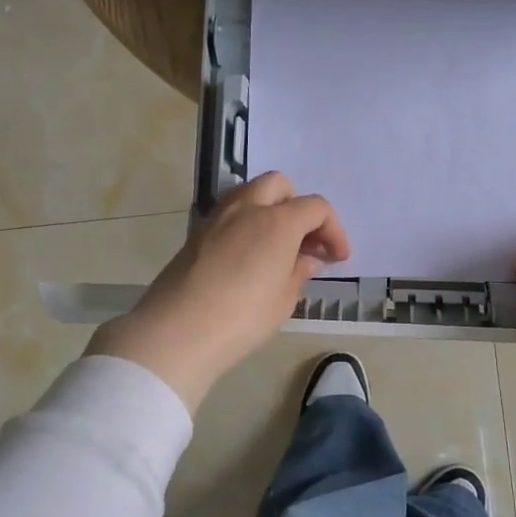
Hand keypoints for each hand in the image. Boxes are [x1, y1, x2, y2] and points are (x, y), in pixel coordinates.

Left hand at [88, 172, 349, 411]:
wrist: (178, 331)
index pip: (315, 207)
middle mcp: (247, 208)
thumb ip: (299, 271)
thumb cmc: (243, 317)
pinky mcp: (196, 234)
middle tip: (305, 241)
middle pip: (280, 185)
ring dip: (270, 210)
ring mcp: (217, 218)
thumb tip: (306, 258)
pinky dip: (247, 224)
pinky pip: (230, 215)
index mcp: (278, 221)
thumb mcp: (284, 299)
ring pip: (250, 194)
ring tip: (277, 247)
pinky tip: (249, 257)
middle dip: (298, 206)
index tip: (337, 258)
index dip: (333, 230)